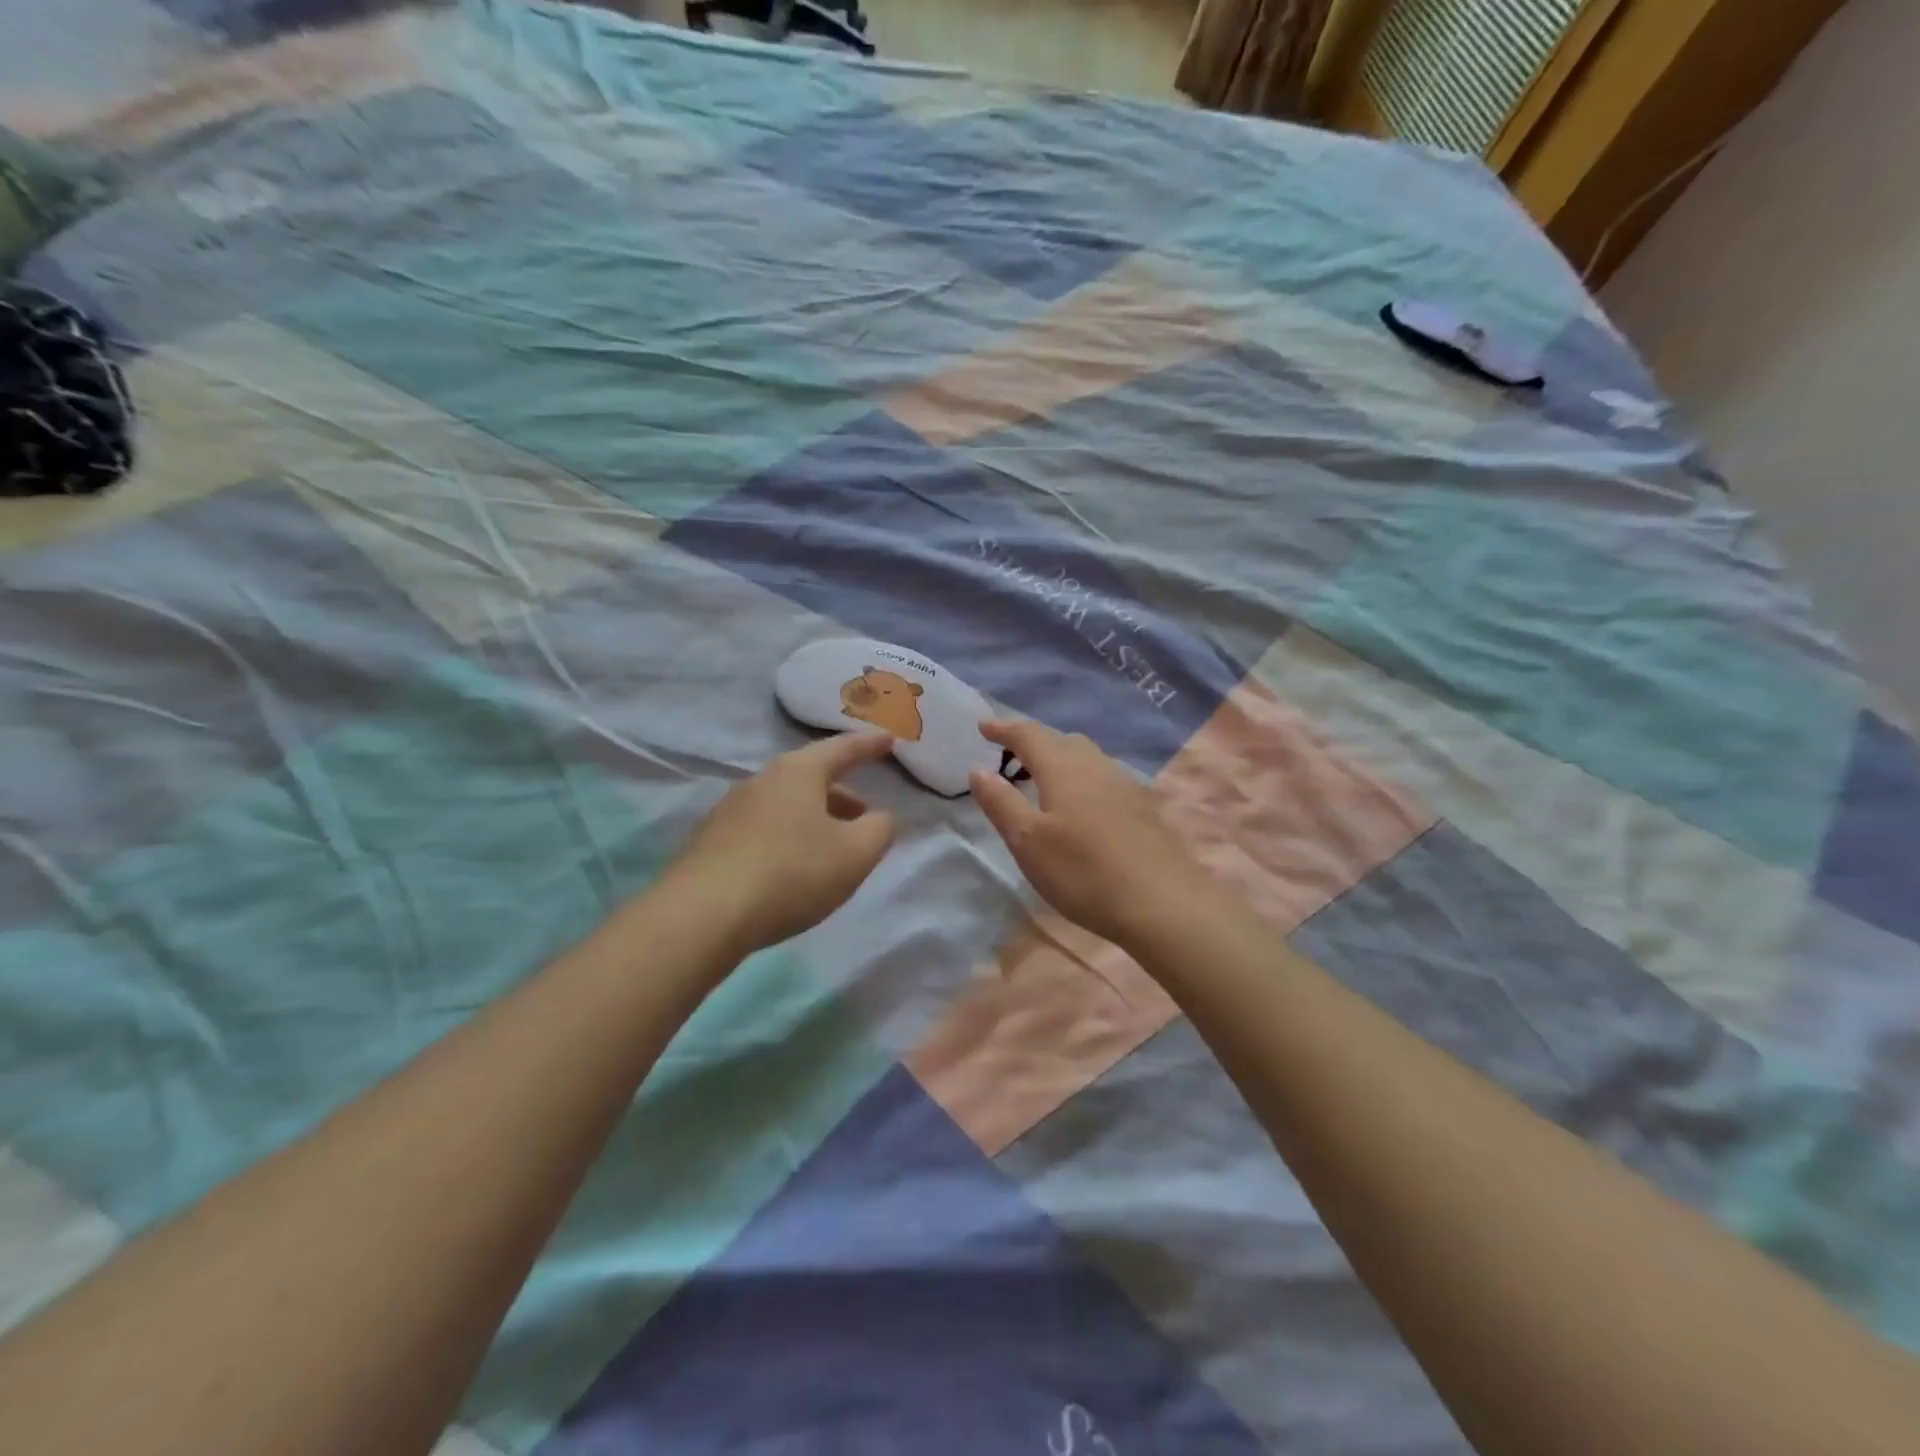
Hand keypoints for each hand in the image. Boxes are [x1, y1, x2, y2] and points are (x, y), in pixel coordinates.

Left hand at [669, 733, 897, 954]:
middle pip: (810, 776)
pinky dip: (787, 837)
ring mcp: (730, 810)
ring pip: (786, 804)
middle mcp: (761, 781)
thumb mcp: (855, 854)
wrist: (701, 915)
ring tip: (832, 846)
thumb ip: (880, 829)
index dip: (869, 745)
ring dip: (814, 817)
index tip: (889, 740)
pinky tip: (792, 867)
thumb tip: (881, 817)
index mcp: (798, 772)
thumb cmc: (791, 873)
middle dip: (842, 793)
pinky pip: (762, 828)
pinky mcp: (710, 842)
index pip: (842, 748)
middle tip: (865, 813)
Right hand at [968, 719, 1215, 949]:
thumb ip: (1001, 802)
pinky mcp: (1144, 807)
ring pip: (1087, 758)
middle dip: (1034, 743)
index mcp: (1063, 768)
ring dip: (1061, 760)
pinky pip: (1105, 779)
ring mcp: (1126, 785)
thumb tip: (978, 769)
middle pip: (1062, 740)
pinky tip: (1083, 807)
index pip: (1029, 734)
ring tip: (1044, 781)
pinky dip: (1083, 779)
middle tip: (1011, 758)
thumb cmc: (1083, 872)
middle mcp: (1096, 765)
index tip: (983, 727)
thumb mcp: (1028, 842)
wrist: (1163, 903)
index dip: (1003, 728)